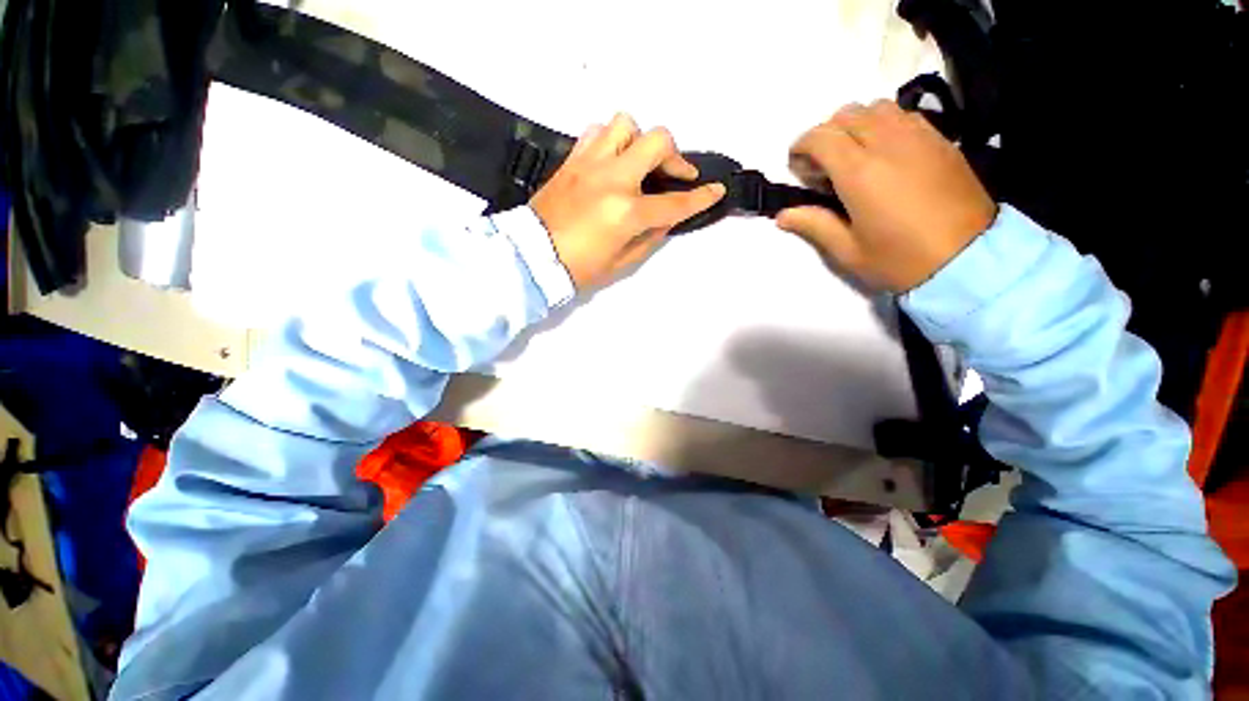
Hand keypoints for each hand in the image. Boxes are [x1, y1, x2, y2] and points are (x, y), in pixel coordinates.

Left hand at [529, 114, 725, 289]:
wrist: (532, 257)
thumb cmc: (579, 268)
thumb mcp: (622, 262)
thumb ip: (650, 236)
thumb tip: (666, 217)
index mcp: (627, 212)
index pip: (674, 203)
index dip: (700, 198)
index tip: (716, 190)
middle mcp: (612, 179)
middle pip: (657, 141)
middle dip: (674, 157)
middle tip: (673, 176)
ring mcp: (590, 164)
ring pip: (626, 124)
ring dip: (640, 142)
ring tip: (638, 164)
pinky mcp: (571, 159)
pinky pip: (596, 131)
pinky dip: (611, 141)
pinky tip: (611, 160)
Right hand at [777, 100, 996, 291]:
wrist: (969, 259)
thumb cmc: (899, 260)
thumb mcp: (848, 251)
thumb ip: (814, 225)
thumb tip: (783, 215)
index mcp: (860, 172)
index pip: (821, 137)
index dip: (801, 147)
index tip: (797, 168)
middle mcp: (888, 143)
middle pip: (846, 115)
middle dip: (825, 135)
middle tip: (823, 167)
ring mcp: (918, 136)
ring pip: (876, 107)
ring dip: (855, 125)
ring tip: (853, 155)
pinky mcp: (940, 139)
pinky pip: (903, 115)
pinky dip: (883, 123)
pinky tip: (884, 151)